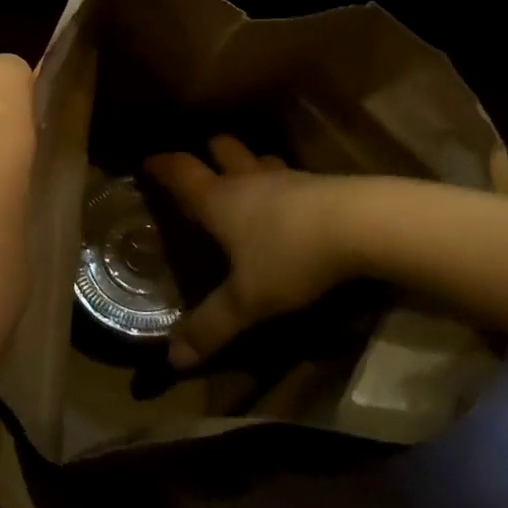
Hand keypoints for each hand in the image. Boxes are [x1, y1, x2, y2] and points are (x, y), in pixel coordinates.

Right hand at [143, 137, 363, 368]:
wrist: (360, 225)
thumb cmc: (290, 256)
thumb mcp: (247, 300)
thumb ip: (211, 327)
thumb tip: (172, 359)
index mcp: (219, 199)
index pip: (181, 171)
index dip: (161, 165)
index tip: (147, 162)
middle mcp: (248, 180)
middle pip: (221, 148)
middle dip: (208, 152)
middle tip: (201, 165)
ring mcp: (286, 178)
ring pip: (258, 159)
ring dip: (247, 164)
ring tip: (244, 180)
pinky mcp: (318, 184)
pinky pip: (289, 175)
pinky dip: (280, 183)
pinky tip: (288, 203)